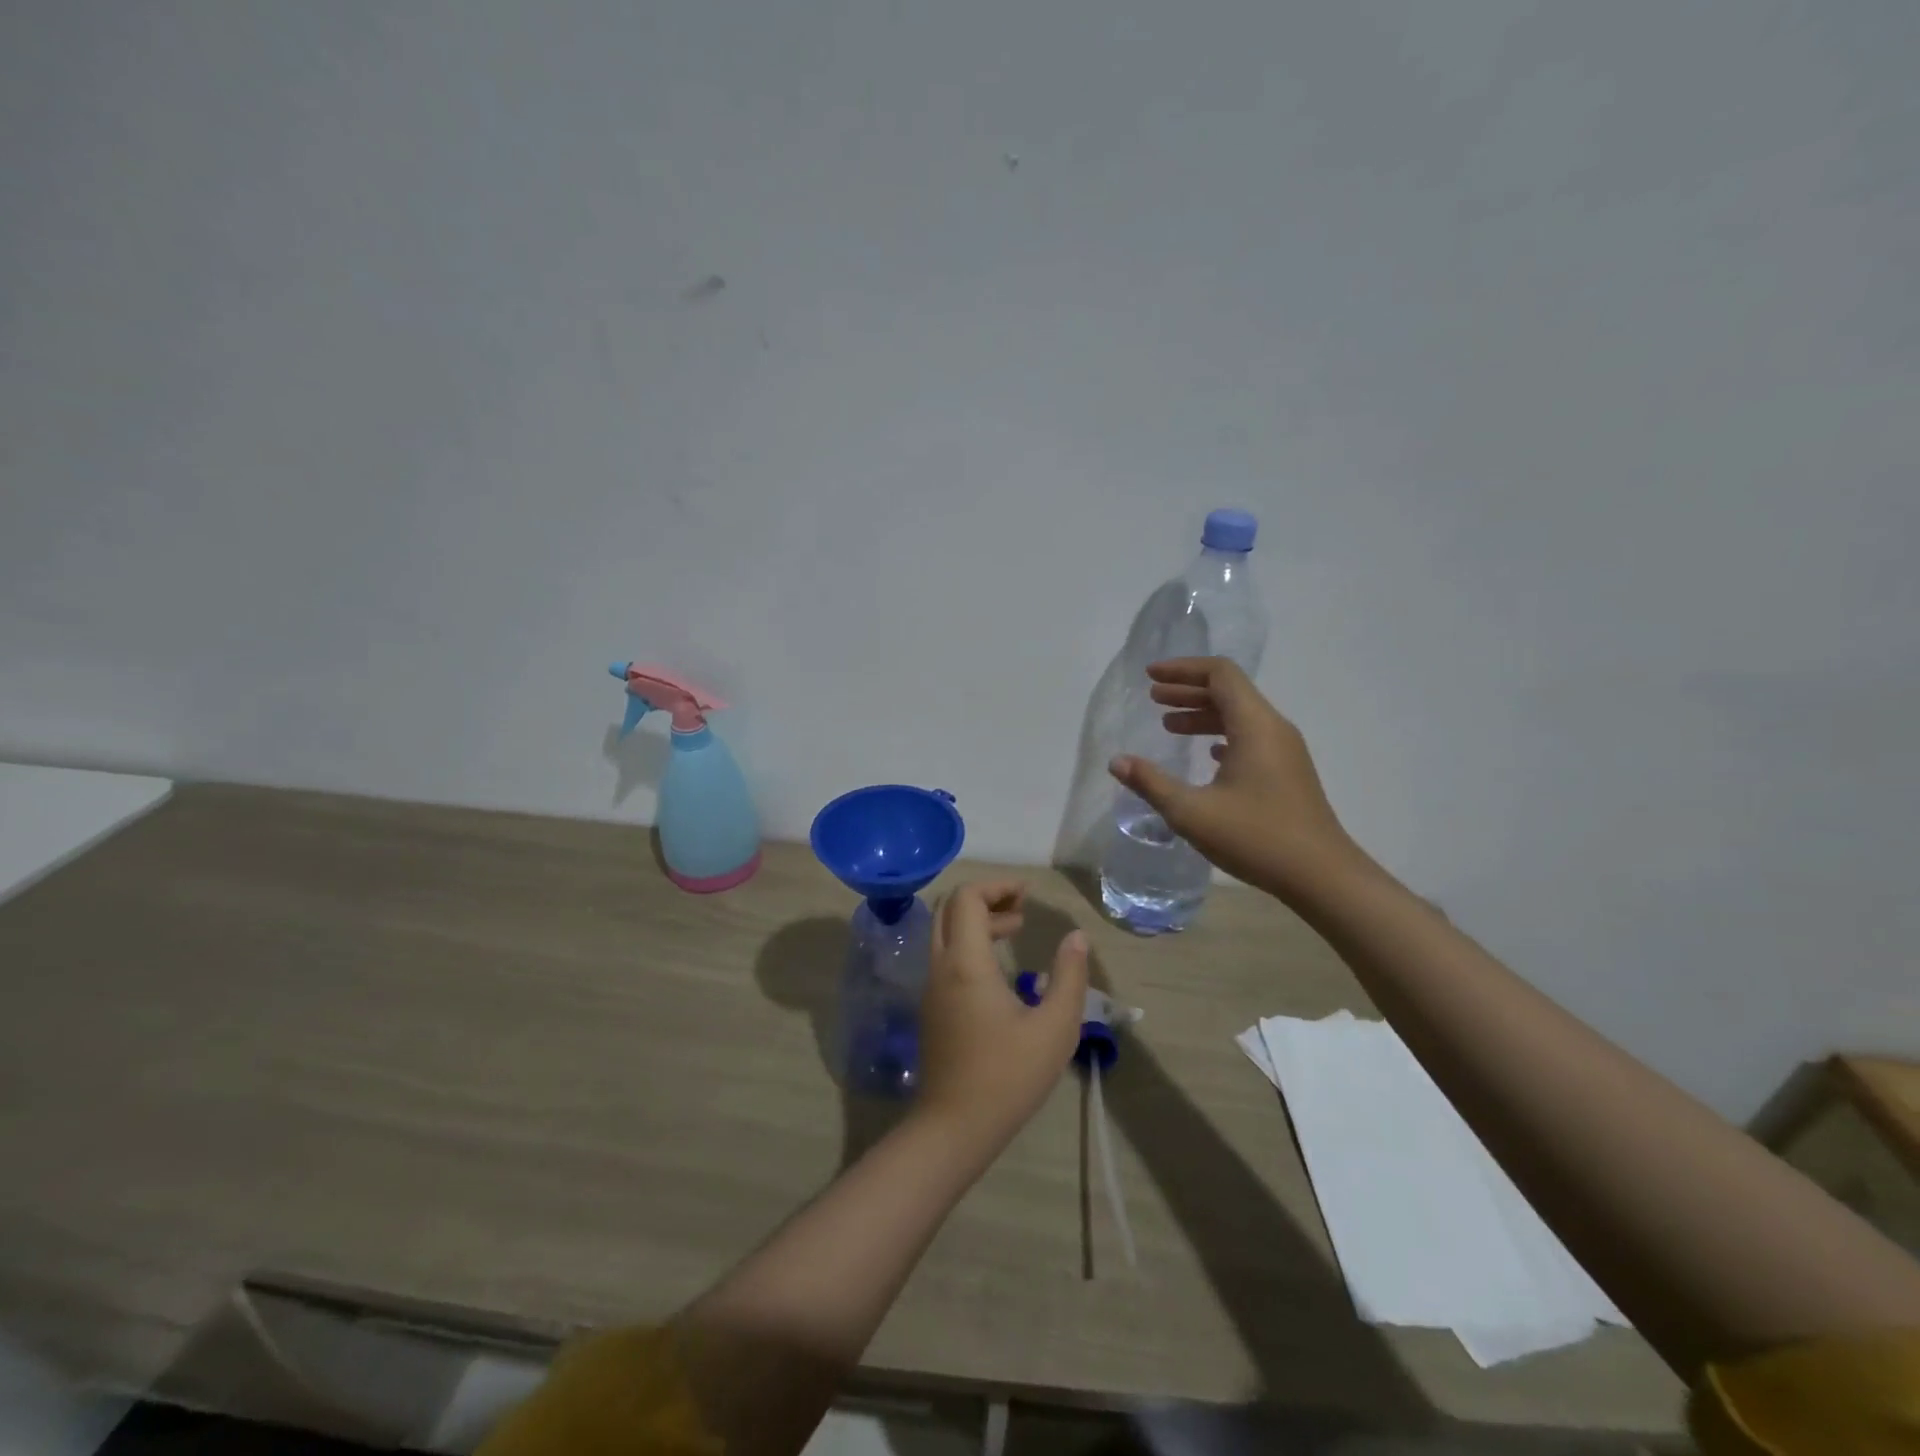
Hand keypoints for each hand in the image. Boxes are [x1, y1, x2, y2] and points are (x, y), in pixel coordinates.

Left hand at [915, 881, 1089, 1160]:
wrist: (954, 1127)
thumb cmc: (1007, 1076)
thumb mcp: (1055, 1028)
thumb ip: (1069, 976)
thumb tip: (1076, 936)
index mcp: (966, 962)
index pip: (967, 899)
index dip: (996, 887)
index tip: (1027, 895)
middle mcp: (941, 966)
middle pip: (950, 909)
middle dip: (986, 899)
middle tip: (1022, 909)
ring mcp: (931, 988)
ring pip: (945, 932)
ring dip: (977, 921)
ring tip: (1016, 929)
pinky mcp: (931, 1007)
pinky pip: (945, 956)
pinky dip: (969, 943)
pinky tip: (999, 967)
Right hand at [1107, 657, 1355, 900]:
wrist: (1322, 876)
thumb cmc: (1256, 837)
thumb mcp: (1192, 812)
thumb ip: (1151, 783)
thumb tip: (1117, 762)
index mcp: (1255, 725)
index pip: (1220, 674)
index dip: (1183, 669)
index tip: (1151, 676)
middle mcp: (1273, 728)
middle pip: (1230, 691)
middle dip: (1188, 690)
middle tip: (1153, 697)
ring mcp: (1285, 751)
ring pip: (1240, 715)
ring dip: (1203, 714)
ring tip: (1168, 724)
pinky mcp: (1287, 772)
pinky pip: (1250, 737)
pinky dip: (1221, 735)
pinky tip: (1206, 754)